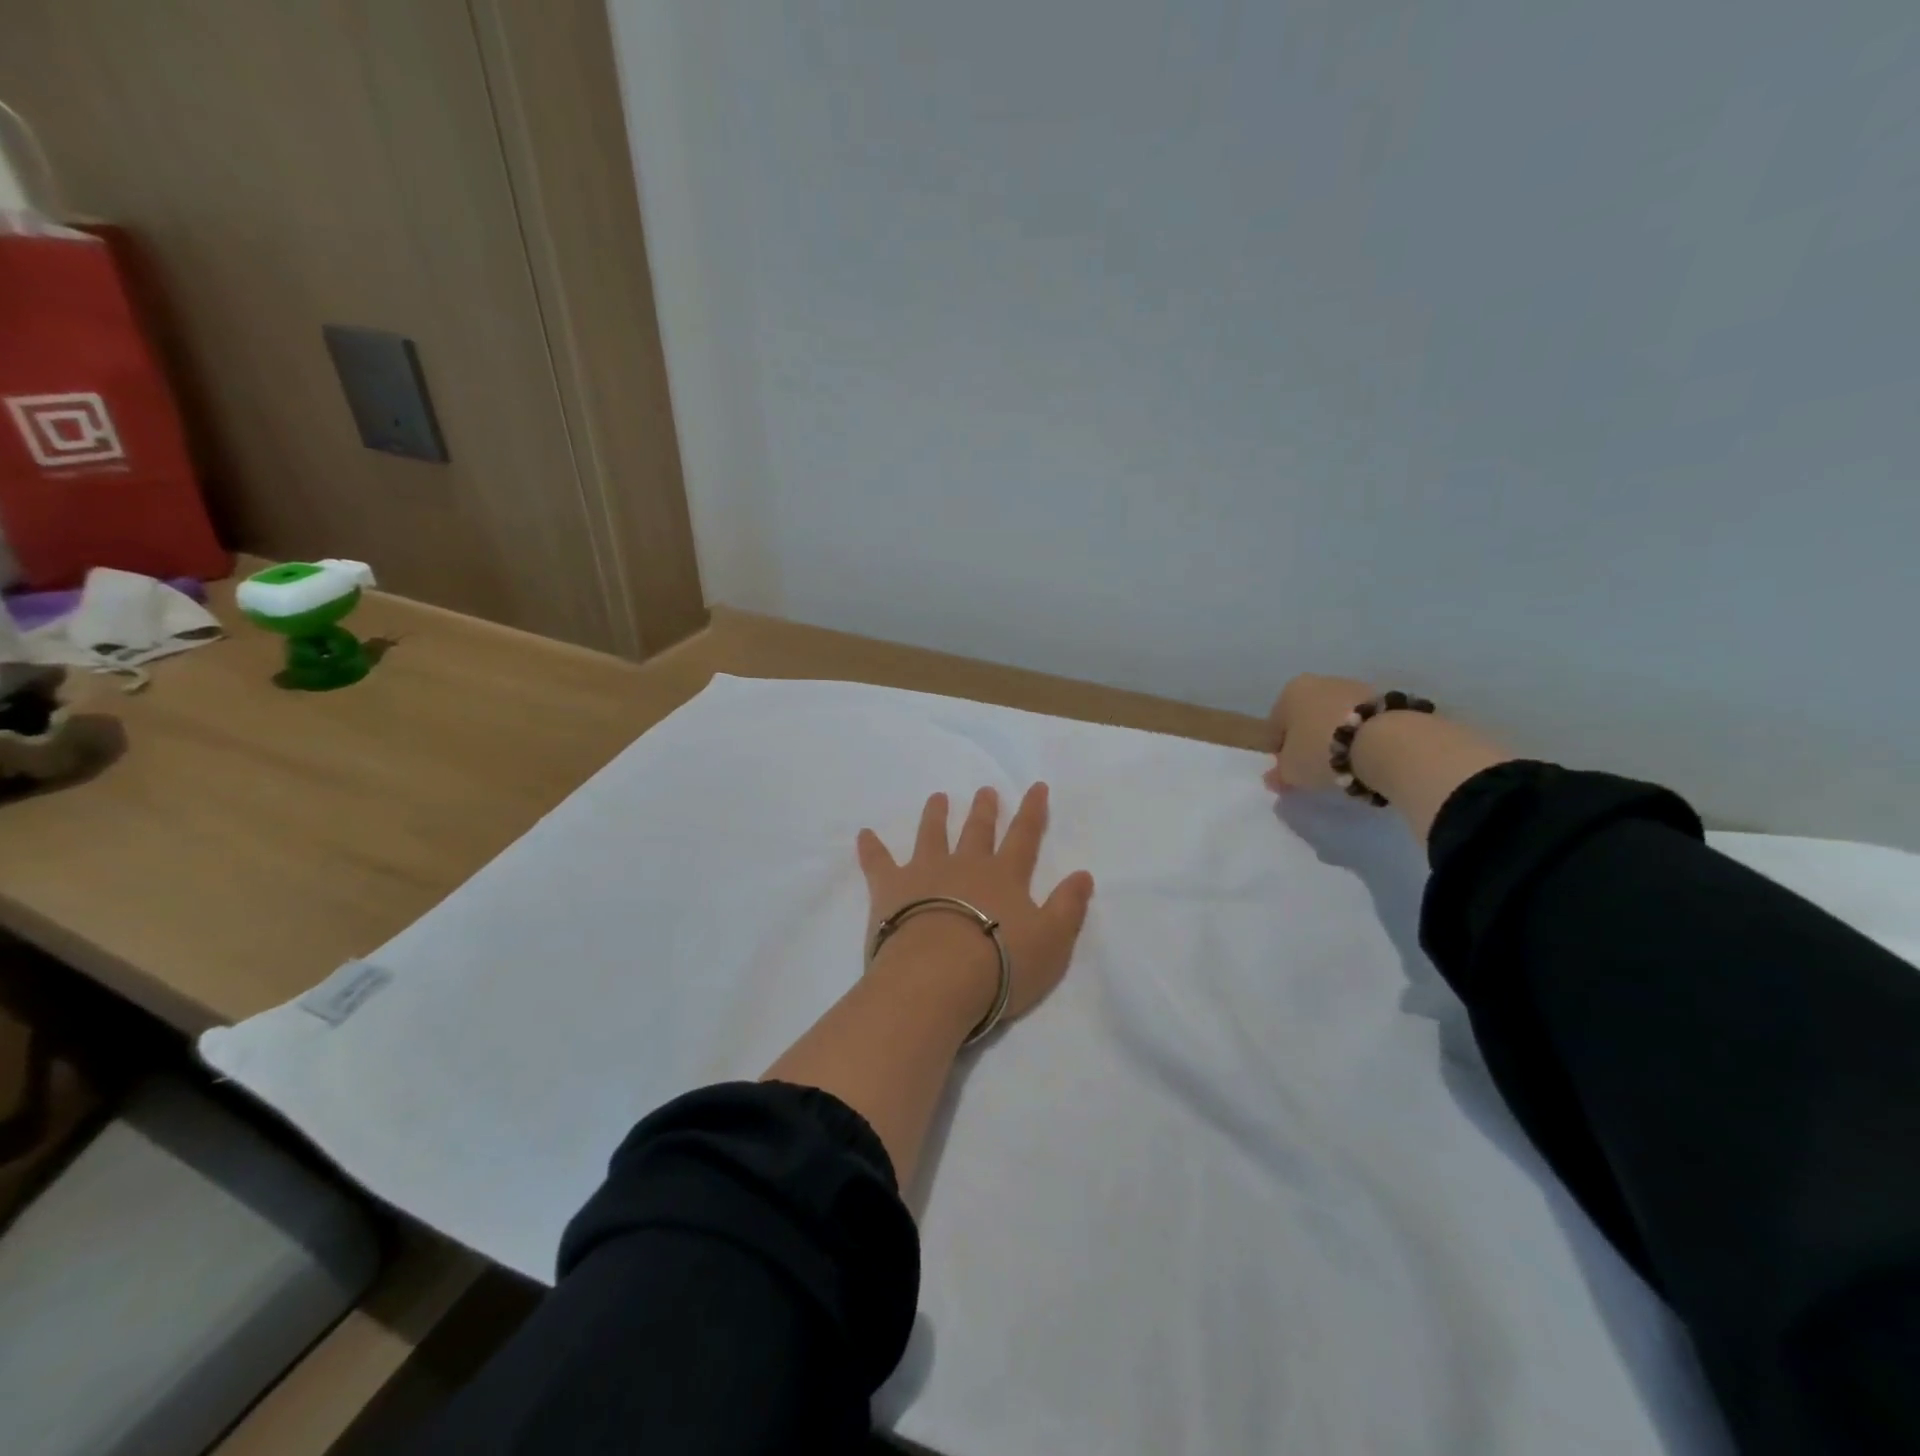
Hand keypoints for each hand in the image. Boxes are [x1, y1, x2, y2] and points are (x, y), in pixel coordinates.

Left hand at [857, 785, 1095, 1024]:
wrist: (938, 978)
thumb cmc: (1001, 964)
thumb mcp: (1052, 942)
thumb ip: (1068, 907)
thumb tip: (1082, 874)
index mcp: (1005, 876)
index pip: (1024, 837)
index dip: (1033, 812)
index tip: (1036, 786)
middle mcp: (966, 865)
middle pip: (977, 831)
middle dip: (984, 810)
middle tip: (985, 790)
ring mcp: (925, 873)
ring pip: (931, 836)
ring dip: (936, 816)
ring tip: (937, 798)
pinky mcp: (890, 889)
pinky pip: (878, 863)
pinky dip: (871, 848)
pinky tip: (864, 834)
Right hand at [1263, 673, 1379, 791]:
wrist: (1386, 742)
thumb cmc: (1321, 751)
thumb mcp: (1291, 771)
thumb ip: (1279, 774)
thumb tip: (1273, 777)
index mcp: (1289, 693)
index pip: (1276, 726)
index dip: (1280, 751)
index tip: (1290, 770)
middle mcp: (1319, 682)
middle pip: (1307, 718)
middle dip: (1310, 741)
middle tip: (1317, 769)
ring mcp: (1354, 687)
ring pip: (1336, 718)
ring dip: (1337, 739)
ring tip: (1347, 766)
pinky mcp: (1384, 699)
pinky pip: (1363, 723)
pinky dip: (1361, 738)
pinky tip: (1366, 757)